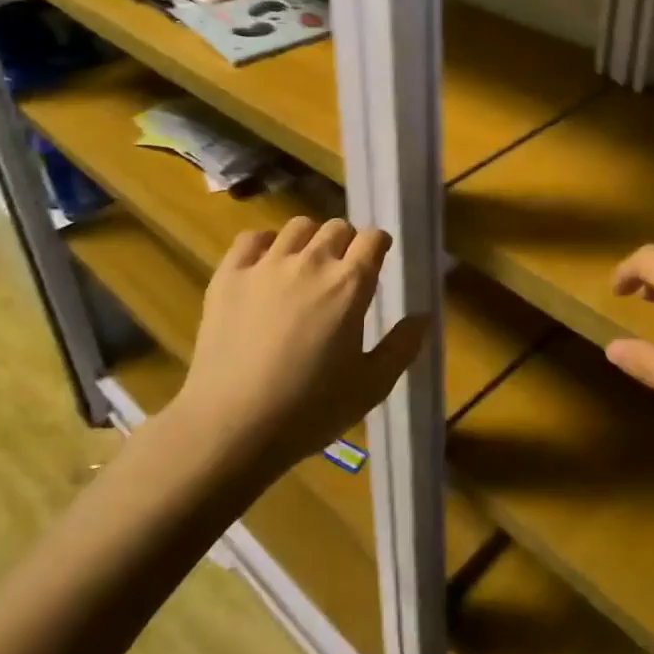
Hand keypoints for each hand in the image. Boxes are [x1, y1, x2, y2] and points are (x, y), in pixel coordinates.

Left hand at [166, 218, 425, 479]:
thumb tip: (423, 316)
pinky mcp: (229, 276)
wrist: (232, 426)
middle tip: (342, 271)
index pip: (373, 238)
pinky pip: (251, 238)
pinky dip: (264, 244)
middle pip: (337, 227)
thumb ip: (402, 346)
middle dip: (346, 242)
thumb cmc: (310, 409)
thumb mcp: (371, 386)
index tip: (377, 260)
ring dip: (310, 240)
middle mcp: (311, 262)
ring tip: (306, 266)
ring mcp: (266, 265)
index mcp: (350, 284)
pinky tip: (266, 266)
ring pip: (297, 227)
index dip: (378, 246)